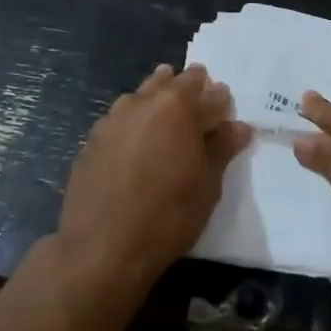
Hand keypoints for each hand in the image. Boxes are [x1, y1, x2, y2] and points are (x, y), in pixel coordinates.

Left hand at [55, 64, 250, 304]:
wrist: (101, 247)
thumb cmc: (167, 215)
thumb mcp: (207, 185)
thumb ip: (222, 149)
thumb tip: (239, 127)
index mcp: (178, 106)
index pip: (208, 93)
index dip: (220, 100)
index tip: (225, 111)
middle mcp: (143, 101)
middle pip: (171, 82)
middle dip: (189, 88)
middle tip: (198, 106)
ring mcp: (113, 118)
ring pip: (142, 95)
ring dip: (158, 99)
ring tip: (168, 120)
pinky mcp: (92, 139)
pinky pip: (120, 119)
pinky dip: (134, 123)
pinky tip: (137, 144)